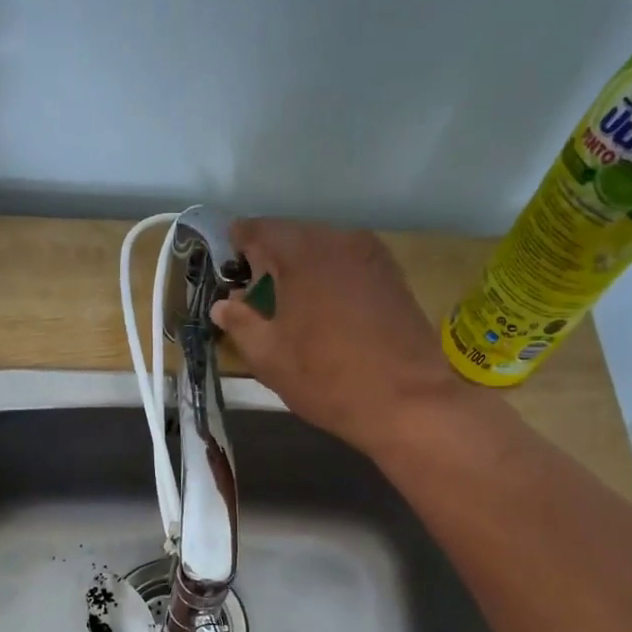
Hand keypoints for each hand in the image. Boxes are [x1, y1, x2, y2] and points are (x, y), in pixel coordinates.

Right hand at [210, 220, 480, 458]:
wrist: (407, 401)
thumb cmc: (326, 379)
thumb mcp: (268, 357)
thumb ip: (240, 323)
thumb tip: (224, 304)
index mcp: (301, 253)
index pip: (258, 230)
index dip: (237, 245)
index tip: (227, 267)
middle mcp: (338, 240)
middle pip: (292, 236)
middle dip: (269, 260)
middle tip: (255, 296)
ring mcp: (371, 255)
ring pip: (322, 250)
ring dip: (301, 270)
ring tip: (290, 308)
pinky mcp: (392, 276)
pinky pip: (347, 265)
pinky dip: (329, 278)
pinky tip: (325, 313)